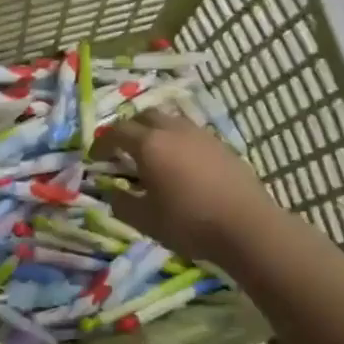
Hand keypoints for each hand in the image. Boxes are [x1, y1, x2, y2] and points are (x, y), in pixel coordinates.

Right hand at [92, 108, 285, 267]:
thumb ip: (121, 202)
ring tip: (152, 154)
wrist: (247, 226)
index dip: (102, 143)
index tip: (95, 158)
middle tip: (122, 150)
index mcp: (149, 145)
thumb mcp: (144, 219)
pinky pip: (190, 133)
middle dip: (128, 129)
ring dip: (154, 131)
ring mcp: (200, 134)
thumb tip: (112, 190)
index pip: (116, 132)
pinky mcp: (221, 145)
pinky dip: (177, 141)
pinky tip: (181, 164)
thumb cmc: (189, 223)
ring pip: (170, 121)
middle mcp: (173, 130)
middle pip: (143, 116)